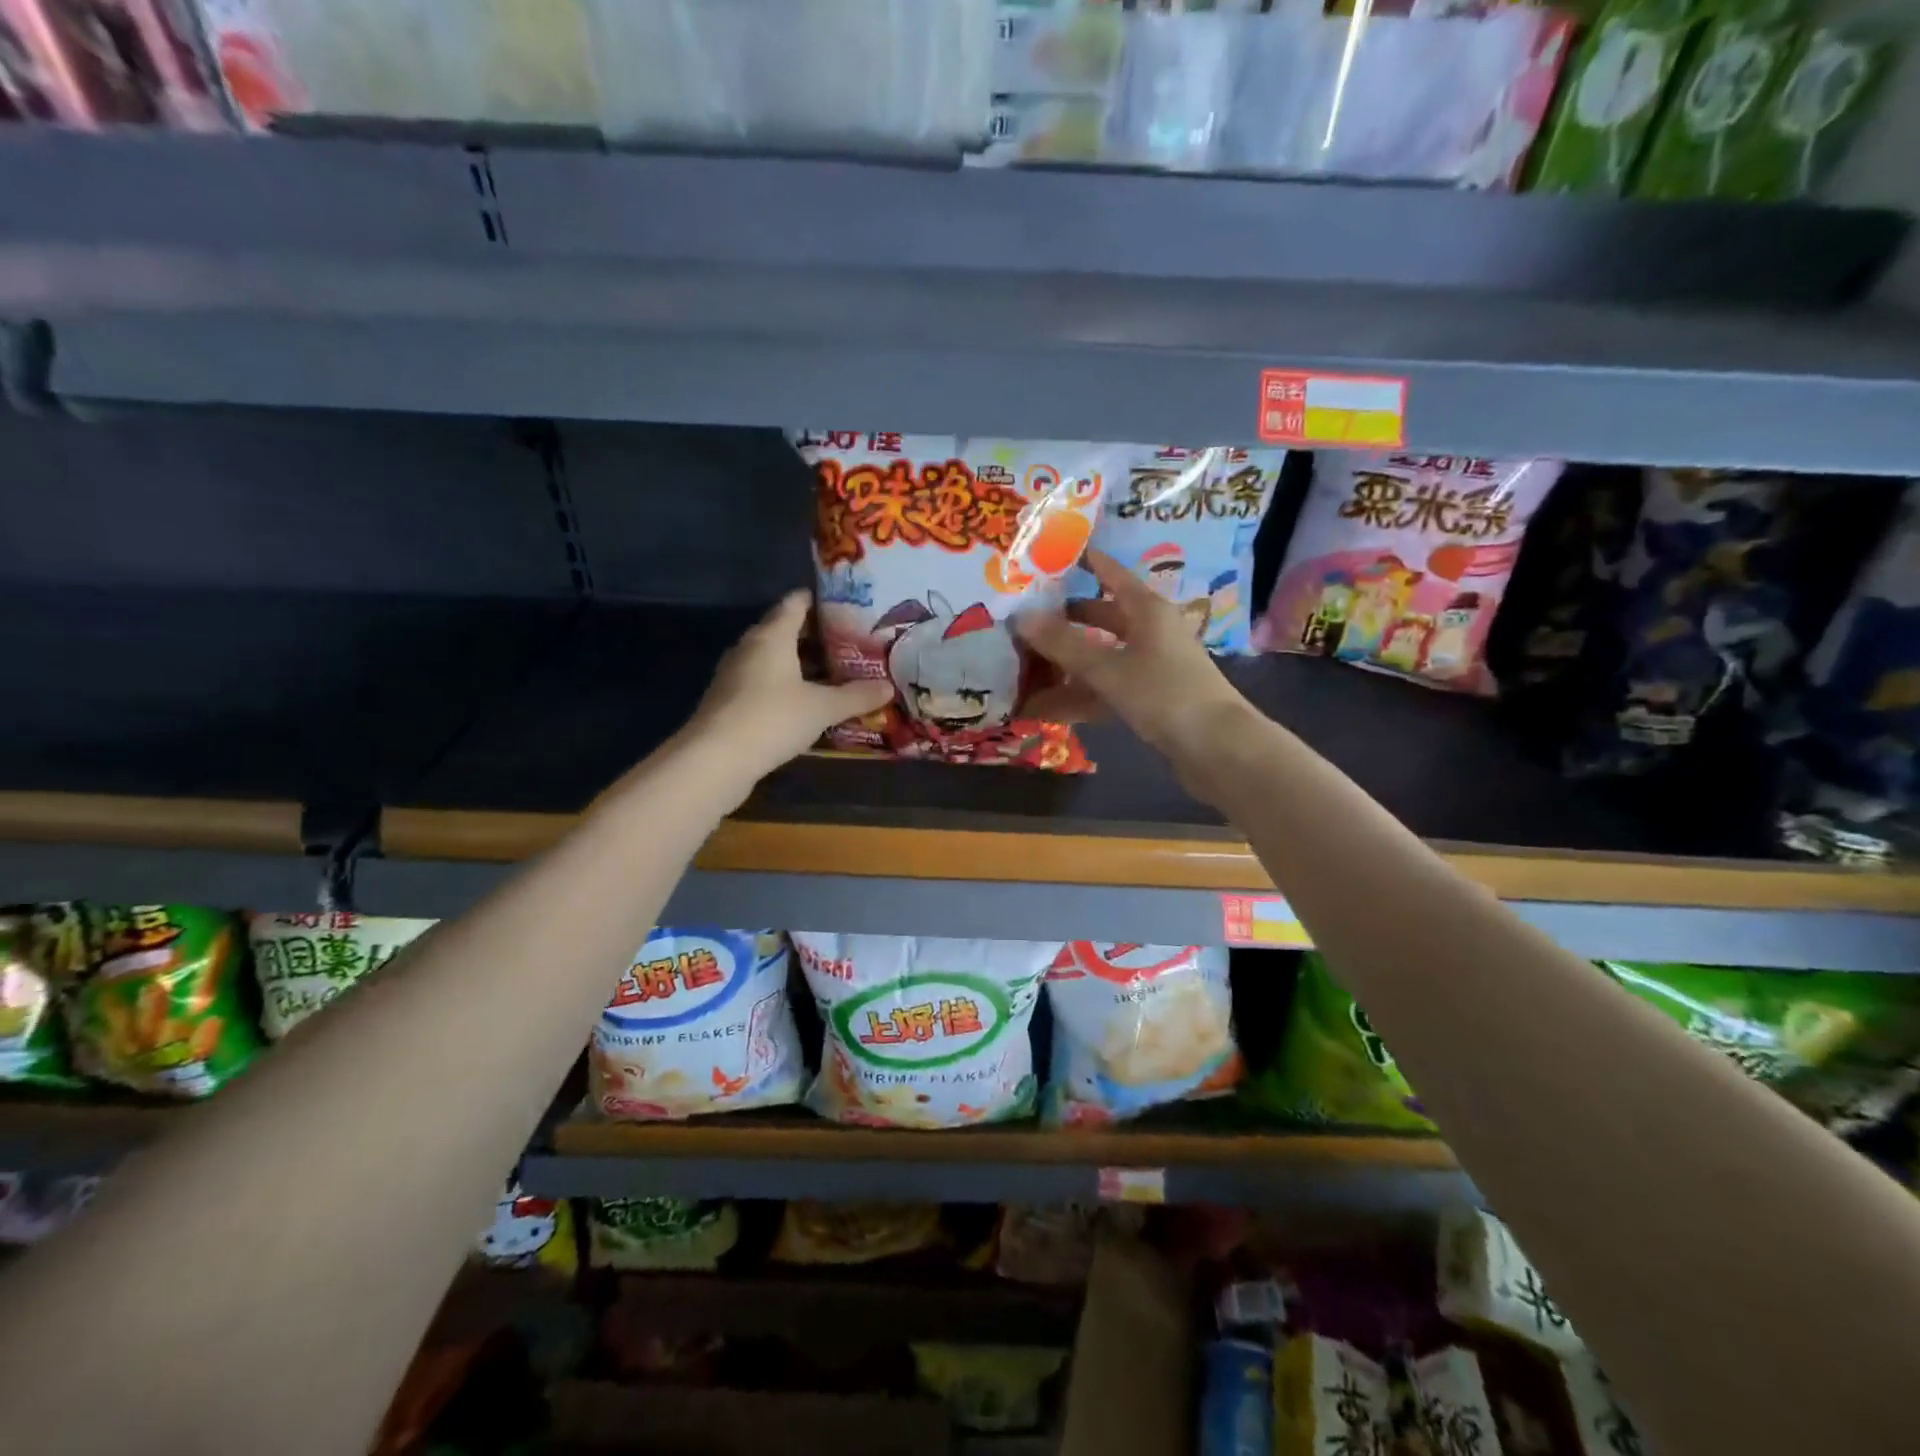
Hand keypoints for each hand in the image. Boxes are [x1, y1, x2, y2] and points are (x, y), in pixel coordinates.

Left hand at [686, 591, 893, 783]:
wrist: (715, 759)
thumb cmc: (772, 718)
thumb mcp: (822, 708)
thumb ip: (856, 696)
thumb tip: (888, 687)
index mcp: (772, 635)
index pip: (796, 603)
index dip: (820, 600)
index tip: (847, 606)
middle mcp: (750, 647)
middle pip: (784, 630)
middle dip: (816, 635)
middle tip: (851, 643)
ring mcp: (735, 674)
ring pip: (773, 659)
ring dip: (800, 664)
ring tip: (835, 673)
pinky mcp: (730, 700)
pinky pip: (764, 683)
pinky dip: (786, 686)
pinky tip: (807, 703)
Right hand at [1016, 551, 1255, 799]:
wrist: (1217, 749)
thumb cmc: (1165, 694)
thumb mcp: (1109, 668)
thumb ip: (1064, 644)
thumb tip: (1020, 616)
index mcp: (1147, 610)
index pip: (1111, 573)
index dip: (1083, 562)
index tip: (1048, 554)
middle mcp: (1150, 632)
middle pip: (1102, 616)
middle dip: (1065, 618)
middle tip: (1024, 616)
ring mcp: (1150, 667)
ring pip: (1101, 656)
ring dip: (1067, 663)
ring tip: (1025, 665)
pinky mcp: (1149, 699)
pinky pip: (1106, 689)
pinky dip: (1079, 696)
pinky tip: (1044, 708)